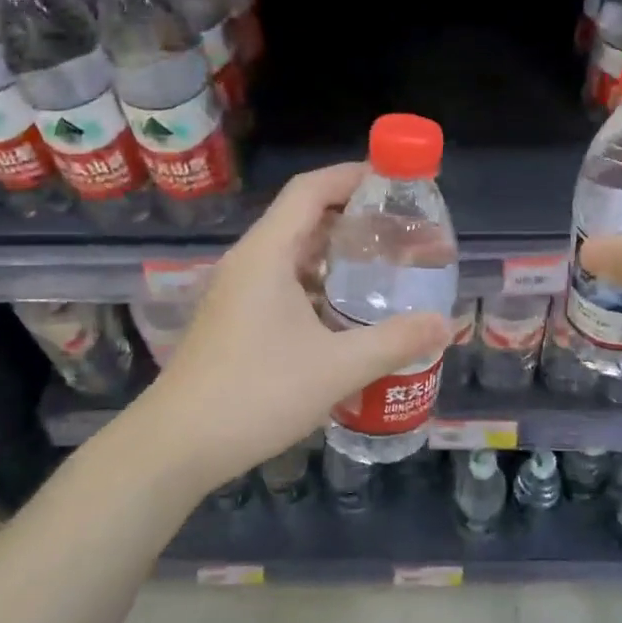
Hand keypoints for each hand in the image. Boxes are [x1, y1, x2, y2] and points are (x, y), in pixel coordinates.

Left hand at [124, 163, 452, 492]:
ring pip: (292, 255)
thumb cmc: (255, 394)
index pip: (310, 190)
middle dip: (353, 218)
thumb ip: (394, 342)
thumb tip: (445, 325)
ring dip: (335, 255)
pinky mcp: (234, 321)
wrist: (176, 445)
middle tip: (401, 231)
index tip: (395, 182)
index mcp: (266, 254)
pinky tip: (346, 314)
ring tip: (383, 268)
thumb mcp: (336, 368)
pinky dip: (318, 285)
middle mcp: (248, 263)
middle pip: (303, 219)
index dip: (352, 176)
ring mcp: (237, 293)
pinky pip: (282, 285)